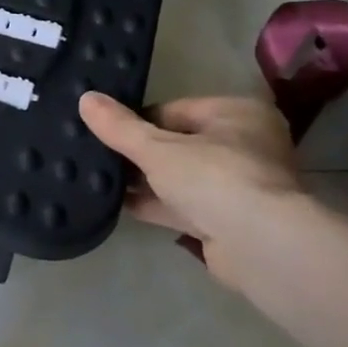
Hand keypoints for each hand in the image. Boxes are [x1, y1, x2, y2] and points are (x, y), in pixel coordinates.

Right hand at [78, 93, 301, 273]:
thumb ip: (119, 127)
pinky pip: (182, 206)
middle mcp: (244, 146)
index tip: (104, 130)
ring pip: (179, 177)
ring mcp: (238, 187)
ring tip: (98, 177)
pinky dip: (154, 204)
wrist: (262, 248)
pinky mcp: (228, 222)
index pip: (174, 110)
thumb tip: (85, 98)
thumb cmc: (215, 179)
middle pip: (177, 144)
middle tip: (96, 154)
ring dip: (144, 181)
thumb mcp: (157, 148)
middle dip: (139, 153)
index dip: (137, 120)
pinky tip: (118, 204)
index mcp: (236, 114)